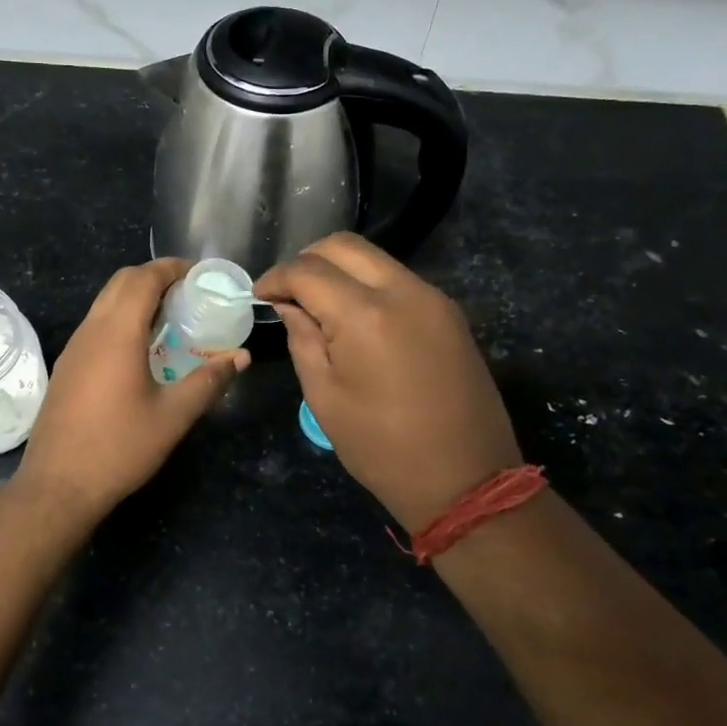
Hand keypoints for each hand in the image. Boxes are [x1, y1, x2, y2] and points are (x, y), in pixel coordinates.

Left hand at [15, 259, 247, 523]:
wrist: (58, 485)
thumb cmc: (120, 447)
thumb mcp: (173, 416)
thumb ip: (209, 381)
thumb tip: (240, 357)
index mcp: (117, 333)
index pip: (143, 278)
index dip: (172, 268)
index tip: (199, 274)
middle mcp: (91, 330)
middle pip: (121, 282)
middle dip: (154, 276)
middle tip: (188, 292)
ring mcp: (74, 347)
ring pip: (104, 302)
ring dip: (135, 297)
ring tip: (170, 316)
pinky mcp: (67, 366)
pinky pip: (96, 324)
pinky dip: (120, 317)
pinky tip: (141, 347)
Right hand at [256, 233, 521, 532]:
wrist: (467, 479)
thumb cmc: (382, 447)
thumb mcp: (325, 397)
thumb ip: (302, 339)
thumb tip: (290, 306)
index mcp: (365, 315)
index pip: (308, 270)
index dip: (276, 277)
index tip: (259, 296)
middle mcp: (403, 291)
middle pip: (344, 246)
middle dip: (307, 260)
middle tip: (287, 292)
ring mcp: (433, 298)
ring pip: (375, 258)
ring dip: (339, 270)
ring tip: (317, 304)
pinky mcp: (449, 313)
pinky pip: (398, 280)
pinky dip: (368, 285)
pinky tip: (354, 316)